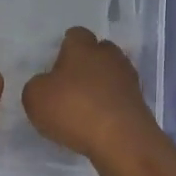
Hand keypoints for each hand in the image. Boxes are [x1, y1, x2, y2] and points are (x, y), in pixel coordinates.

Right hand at [21, 27, 159, 161]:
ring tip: (85, 105)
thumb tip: (47, 84)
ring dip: (101, 84)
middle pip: (98, 51)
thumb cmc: (74, 109)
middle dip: (87, 63)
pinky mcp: (139, 101)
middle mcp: (108, 55)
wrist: (121, 139)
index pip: (75, 35)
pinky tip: (100, 120)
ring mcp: (128, 78)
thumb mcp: (35, 98)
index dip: (65, 47)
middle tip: (71, 84)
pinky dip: (111, 104)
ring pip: (112, 73)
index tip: (57, 64)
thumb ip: (37, 85)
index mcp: (82, 47)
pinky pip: (120, 96)